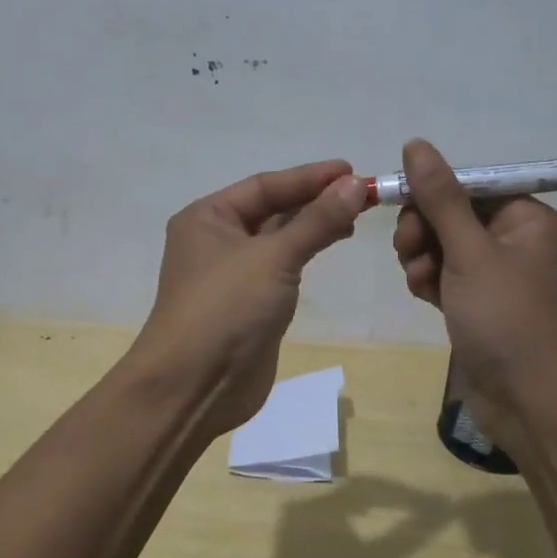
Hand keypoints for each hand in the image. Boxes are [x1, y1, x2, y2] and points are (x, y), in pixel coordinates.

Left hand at [132, 160, 367, 435]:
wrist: (194, 387)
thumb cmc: (226, 308)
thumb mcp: (273, 257)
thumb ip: (316, 220)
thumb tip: (353, 184)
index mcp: (208, 216)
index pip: (265, 185)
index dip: (309, 177)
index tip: (351, 170)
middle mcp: (216, 238)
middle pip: (272, 208)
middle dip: (315, 200)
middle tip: (362, 194)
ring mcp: (232, 272)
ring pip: (279, 237)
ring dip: (314, 225)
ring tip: (355, 217)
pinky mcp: (249, 302)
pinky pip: (282, 265)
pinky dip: (306, 252)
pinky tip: (332, 243)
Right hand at [390, 139, 556, 445]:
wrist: (532, 408)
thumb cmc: (508, 320)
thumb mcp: (469, 252)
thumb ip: (440, 197)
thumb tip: (416, 144)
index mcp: (532, 220)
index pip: (473, 184)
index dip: (433, 191)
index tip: (398, 202)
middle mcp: (521, 242)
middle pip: (456, 213)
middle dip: (425, 229)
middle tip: (408, 250)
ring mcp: (502, 276)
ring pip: (446, 245)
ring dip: (424, 257)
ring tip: (421, 281)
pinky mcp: (485, 304)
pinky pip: (449, 275)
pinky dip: (433, 281)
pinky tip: (425, 298)